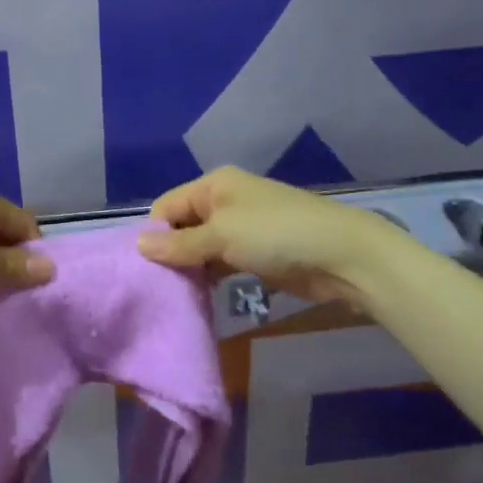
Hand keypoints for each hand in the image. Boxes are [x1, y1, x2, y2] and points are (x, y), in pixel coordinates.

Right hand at [135, 166, 384, 304]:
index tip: (145, 269)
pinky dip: (210, 277)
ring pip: (201, 247)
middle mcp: (225, 201)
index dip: (154, 234)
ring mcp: (242, 228)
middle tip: (157, 288)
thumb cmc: (277, 235)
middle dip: (170, 253)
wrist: (344, 256)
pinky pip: (221, 263)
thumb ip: (180, 244)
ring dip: (190, 269)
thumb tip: (138, 245)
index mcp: (214, 185)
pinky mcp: (257, 254)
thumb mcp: (222, 236)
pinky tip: (199, 297)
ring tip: (174, 297)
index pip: (167, 206)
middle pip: (183, 226)